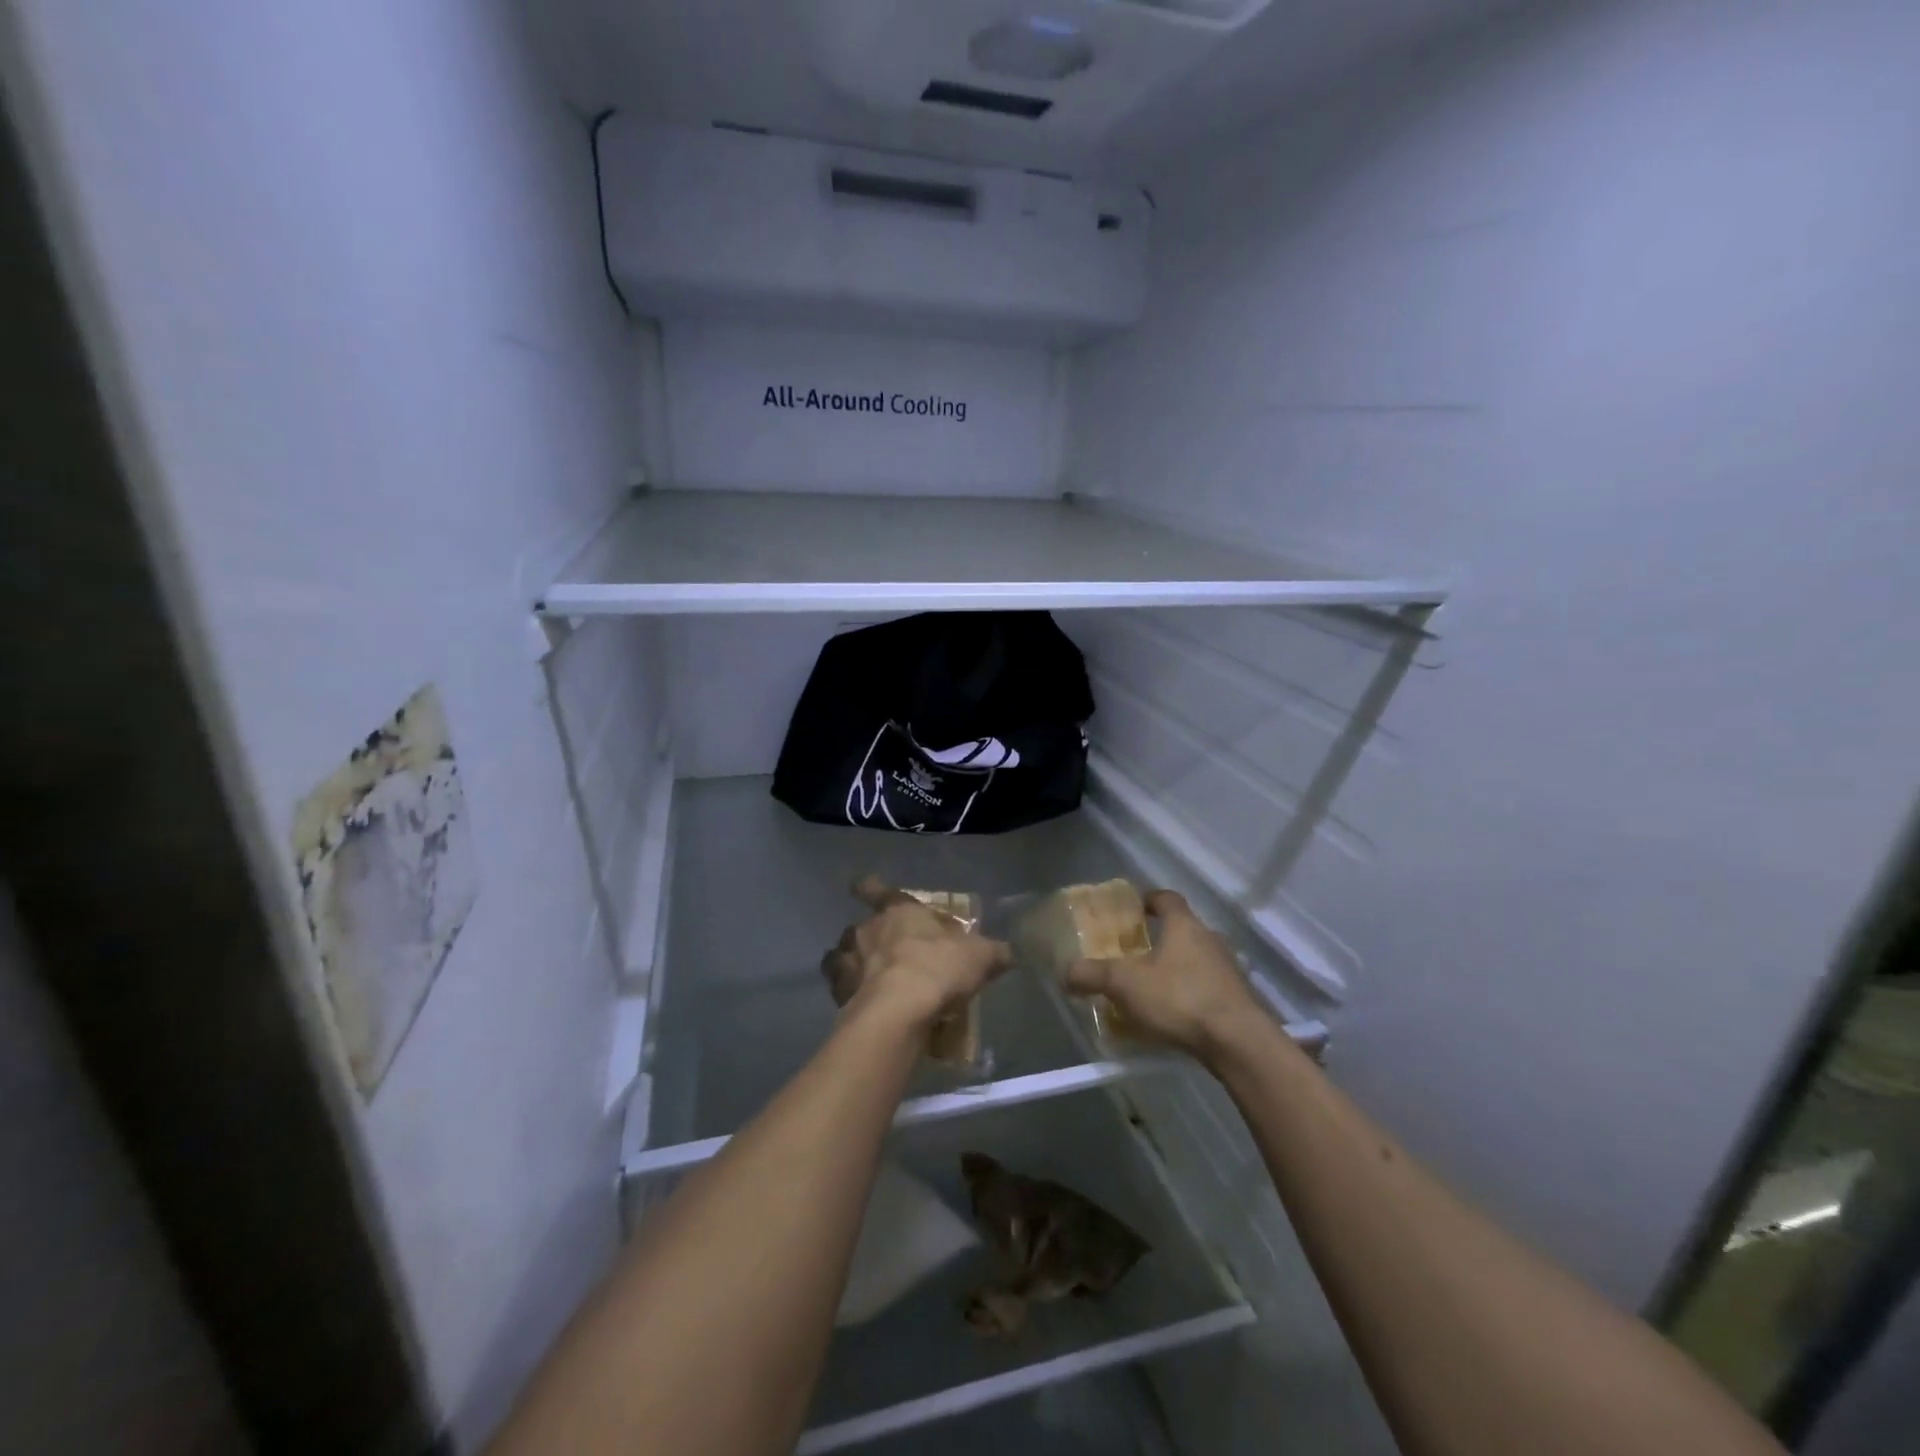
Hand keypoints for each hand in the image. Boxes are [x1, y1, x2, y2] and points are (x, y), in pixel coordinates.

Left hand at [822, 876, 1010, 1032]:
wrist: (899, 1012)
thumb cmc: (938, 969)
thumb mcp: (979, 957)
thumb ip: (993, 952)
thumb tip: (1011, 952)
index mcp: (898, 910)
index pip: (876, 889)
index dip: (870, 887)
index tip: (861, 886)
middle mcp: (867, 930)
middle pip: (861, 926)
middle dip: (871, 937)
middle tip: (889, 953)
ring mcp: (848, 962)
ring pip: (841, 955)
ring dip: (852, 963)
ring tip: (869, 979)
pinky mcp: (839, 994)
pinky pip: (838, 988)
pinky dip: (846, 994)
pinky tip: (861, 1005)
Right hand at [1065, 889, 1261, 1058]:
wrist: (1238, 1042)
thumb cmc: (1180, 998)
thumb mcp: (1126, 984)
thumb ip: (1093, 975)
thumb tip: (1066, 972)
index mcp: (1184, 925)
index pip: (1167, 898)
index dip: (1149, 899)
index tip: (1134, 908)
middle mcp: (1210, 939)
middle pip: (1183, 929)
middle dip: (1160, 938)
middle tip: (1136, 952)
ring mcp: (1228, 969)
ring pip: (1197, 959)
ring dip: (1177, 967)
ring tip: (1152, 986)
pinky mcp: (1238, 999)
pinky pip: (1208, 986)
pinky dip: (1190, 992)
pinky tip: (1175, 1014)